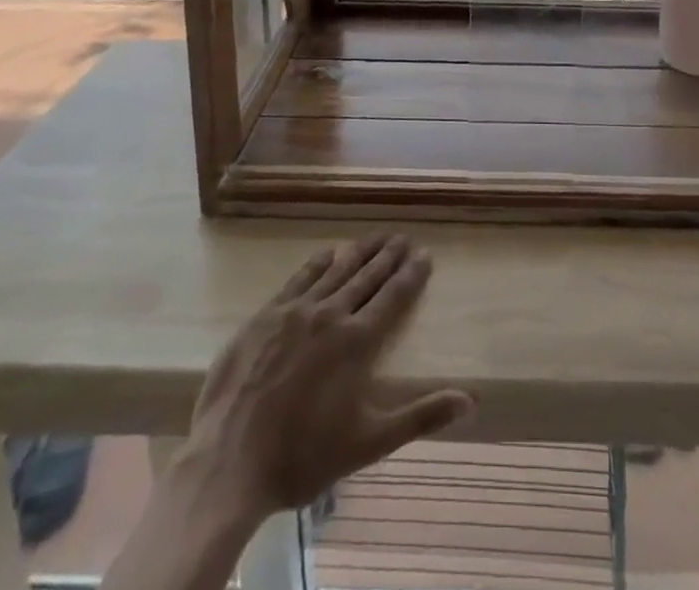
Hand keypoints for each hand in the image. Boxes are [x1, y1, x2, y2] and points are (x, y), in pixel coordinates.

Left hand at [181, 236, 474, 518]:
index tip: (425, 254)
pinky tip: (327, 253)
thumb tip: (470, 401)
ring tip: (375, 237)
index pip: (394, 297)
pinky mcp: (266, 315)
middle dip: (388, 256)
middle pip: (367, 276)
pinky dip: (317, 262)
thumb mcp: (368, 443)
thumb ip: (420, 416)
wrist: (229, 460)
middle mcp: (331, 314)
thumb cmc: (303, 456)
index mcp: (358, 342)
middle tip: (403, 237)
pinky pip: (299, 278)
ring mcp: (296, 311)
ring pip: (336, 270)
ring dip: (359, 252)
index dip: (412, 274)